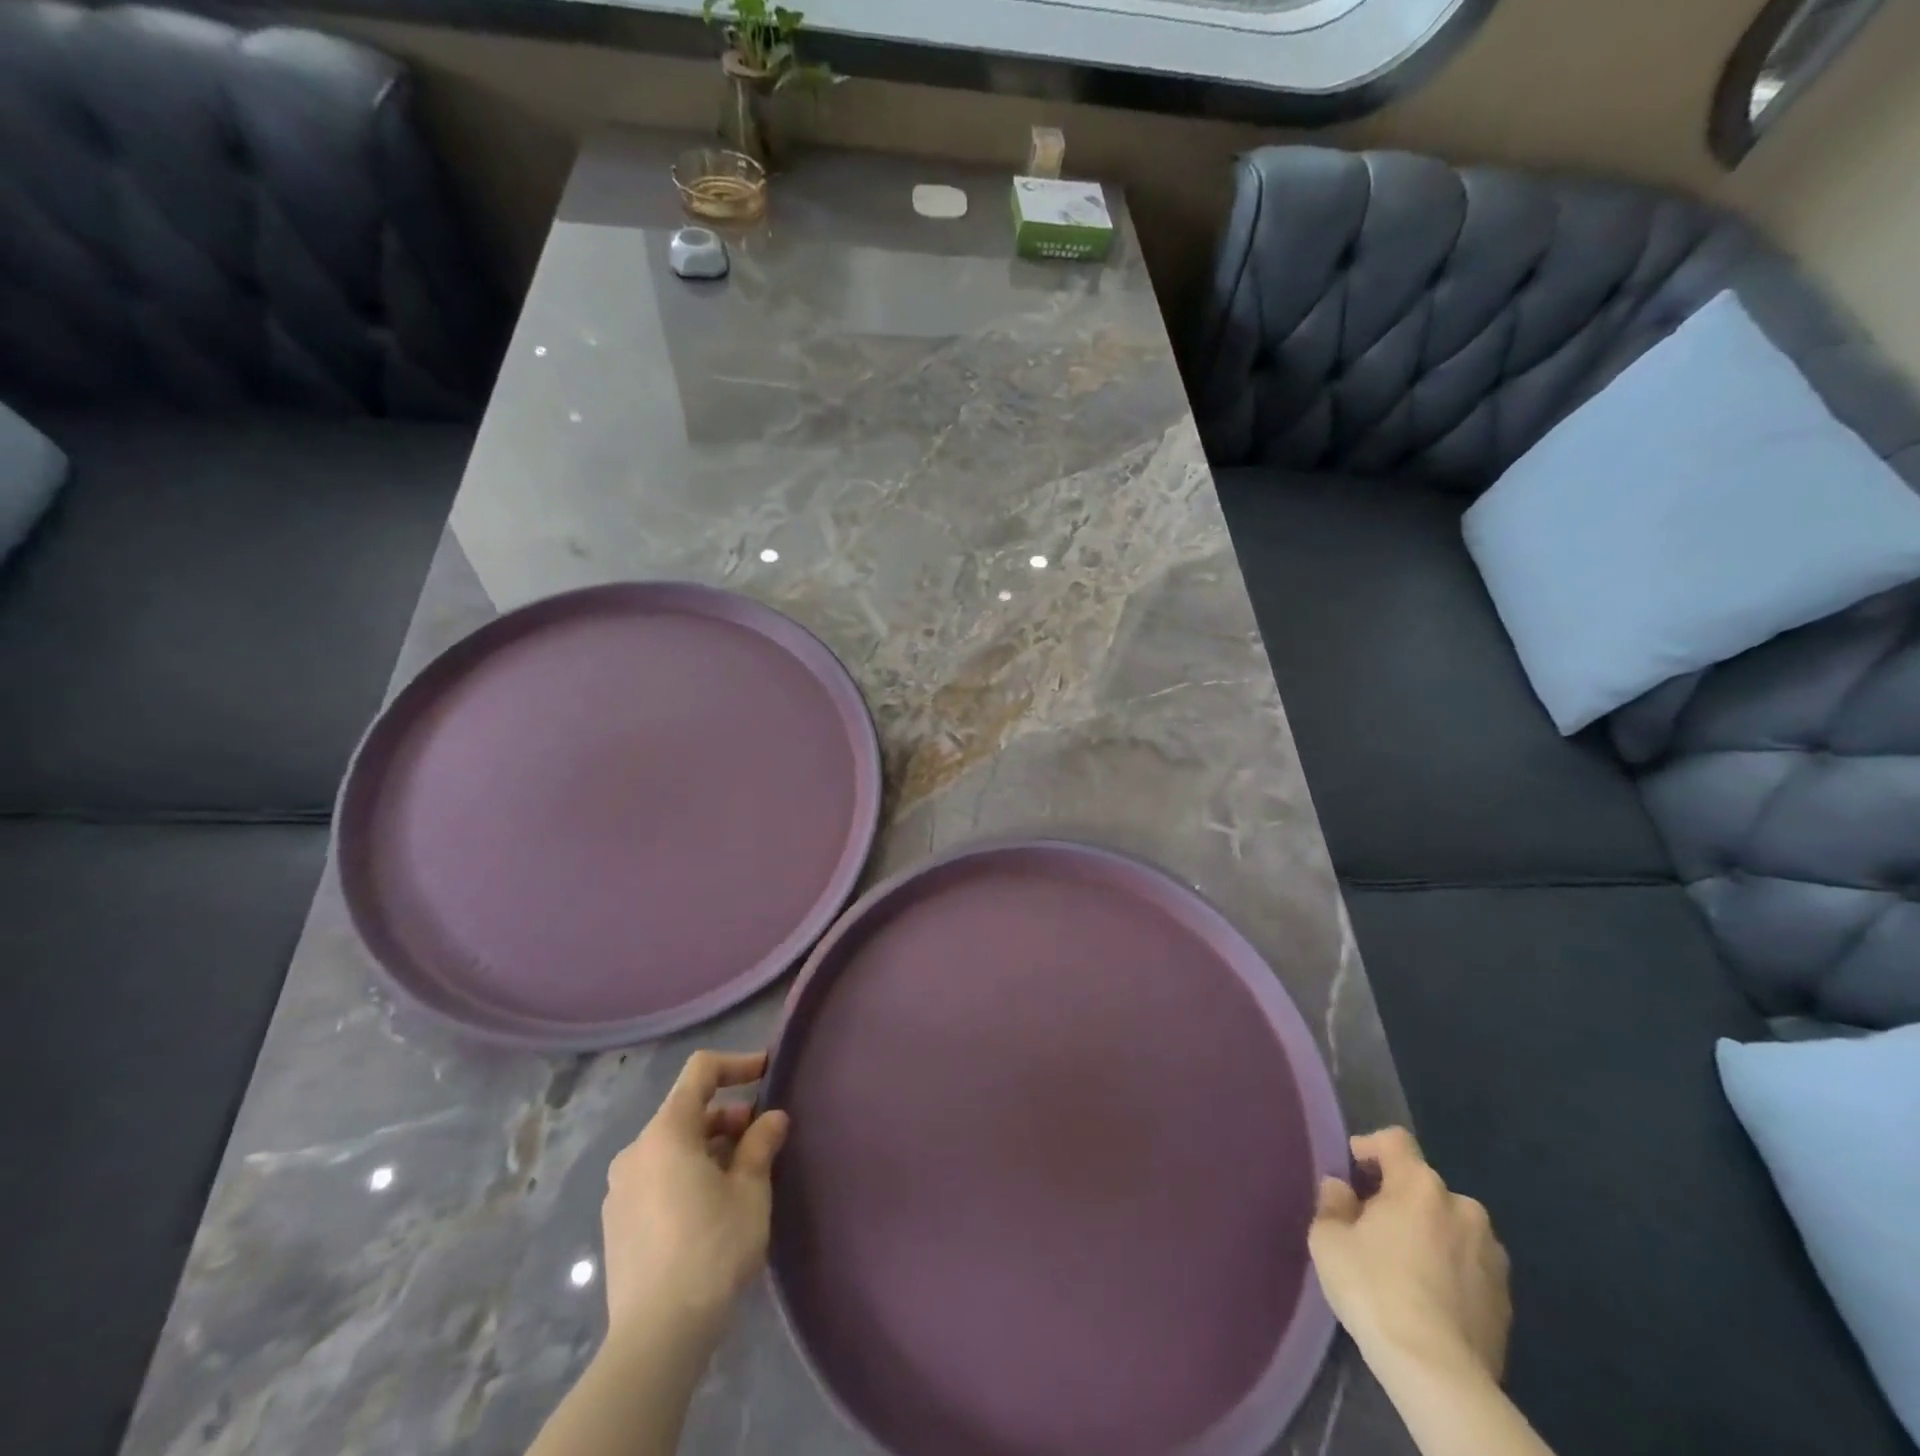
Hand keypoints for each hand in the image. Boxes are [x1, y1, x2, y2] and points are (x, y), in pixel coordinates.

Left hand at [602, 1050, 789, 1342]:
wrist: (657, 1337)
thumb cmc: (711, 1249)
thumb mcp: (750, 1191)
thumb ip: (761, 1144)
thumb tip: (772, 1118)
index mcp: (666, 1132)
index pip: (701, 1071)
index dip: (737, 1064)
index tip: (767, 1072)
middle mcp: (636, 1150)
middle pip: (686, 1110)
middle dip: (727, 1115)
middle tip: (762, 1137)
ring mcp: (620, 1188)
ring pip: (672, 1146)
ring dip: (709, 1146)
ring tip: (742, 1174)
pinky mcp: (616, 1222)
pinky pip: (657, 1176)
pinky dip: (687, 1172)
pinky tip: (711, 1205)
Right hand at [1308, 1127, 1511, 1387]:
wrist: (1438, 1374)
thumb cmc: (1375, 1290)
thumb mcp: (1329, 1239)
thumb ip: (1333, 1203)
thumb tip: (1342, 1190)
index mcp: (1420, 1185)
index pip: (1395, 1140)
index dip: (1370, 1146)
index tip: (1352, 1170)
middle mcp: (1463, 1207)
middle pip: (1423, 1186)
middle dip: (1399, 1198)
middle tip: (1373, 1227)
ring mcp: (1492, 1254)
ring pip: (1450, 1226)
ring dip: (1429, 1234)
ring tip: (1405, 1267)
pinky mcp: (1507, 1299)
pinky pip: (1469, 1265)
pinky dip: (1449, 1269)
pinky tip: (1429, 1299)